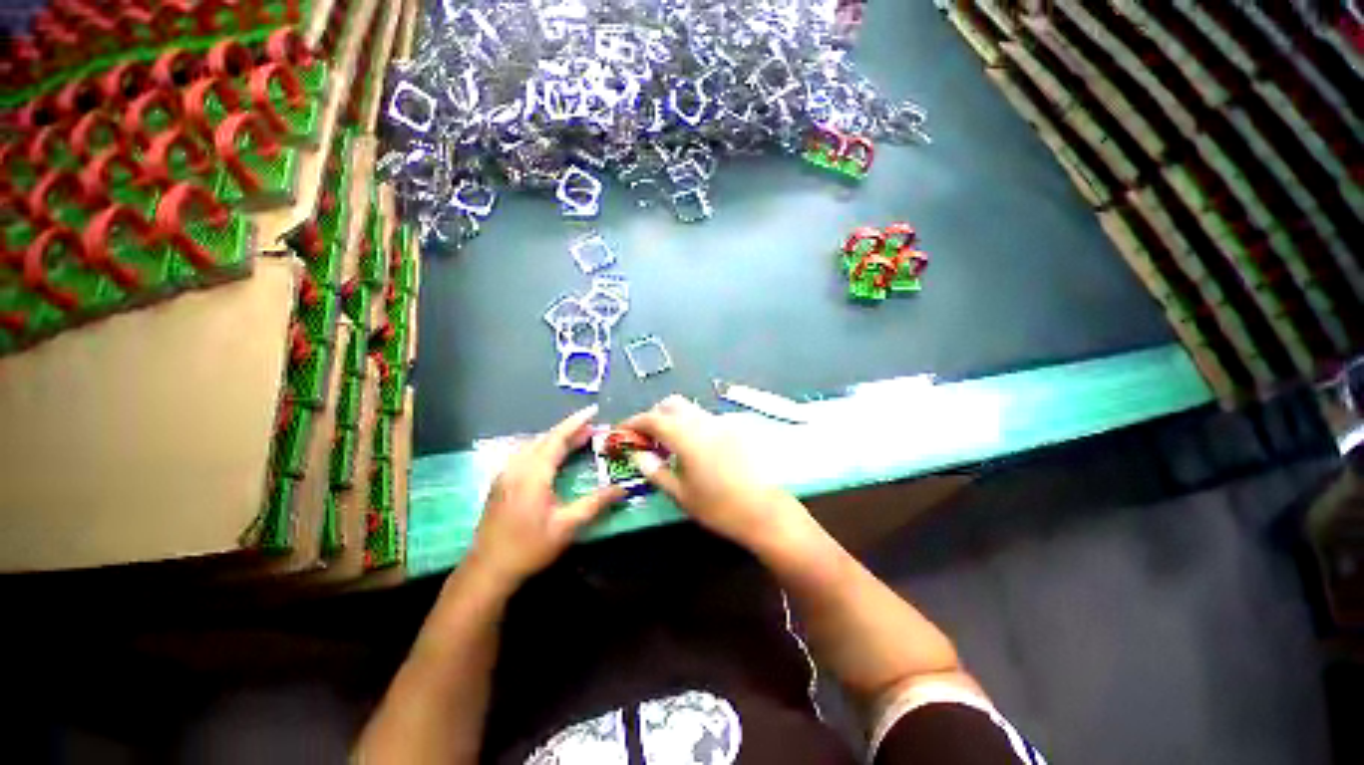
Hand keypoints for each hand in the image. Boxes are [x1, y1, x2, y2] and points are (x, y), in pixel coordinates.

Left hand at [468, 405, 624, 587]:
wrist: (487, 571)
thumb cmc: (528, 548)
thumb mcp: (566, 527)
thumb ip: (595, 504)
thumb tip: (622, 489)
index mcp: (533, 473)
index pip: (557, 438)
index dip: (576, 423)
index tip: (593, 410)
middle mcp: (517, 467)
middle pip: (545, 439)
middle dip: (569, 430)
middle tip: (592, 427)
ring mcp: (505, 474)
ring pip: (533, 445)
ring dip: (556, 439)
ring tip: (577, 439)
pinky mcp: (501, 483)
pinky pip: (525, 455)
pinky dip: (544, 448)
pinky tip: (552, 456)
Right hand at [621, 395, 803, 549]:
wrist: (764, 511)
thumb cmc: (718, 507)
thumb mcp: (680, 494)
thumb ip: (655, 471)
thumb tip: (637, 455)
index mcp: (685, 435)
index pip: (652, 418)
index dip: (633, 423)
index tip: (621, 433)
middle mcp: (703, 421)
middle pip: (672, 404)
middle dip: (654, 415)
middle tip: (646, 438)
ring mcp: (721, 423)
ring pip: (690, 409)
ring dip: (674, 418)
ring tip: (668, 444)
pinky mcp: (735, 430)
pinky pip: (706, 419)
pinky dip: (691, 425)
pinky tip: (693, 448)